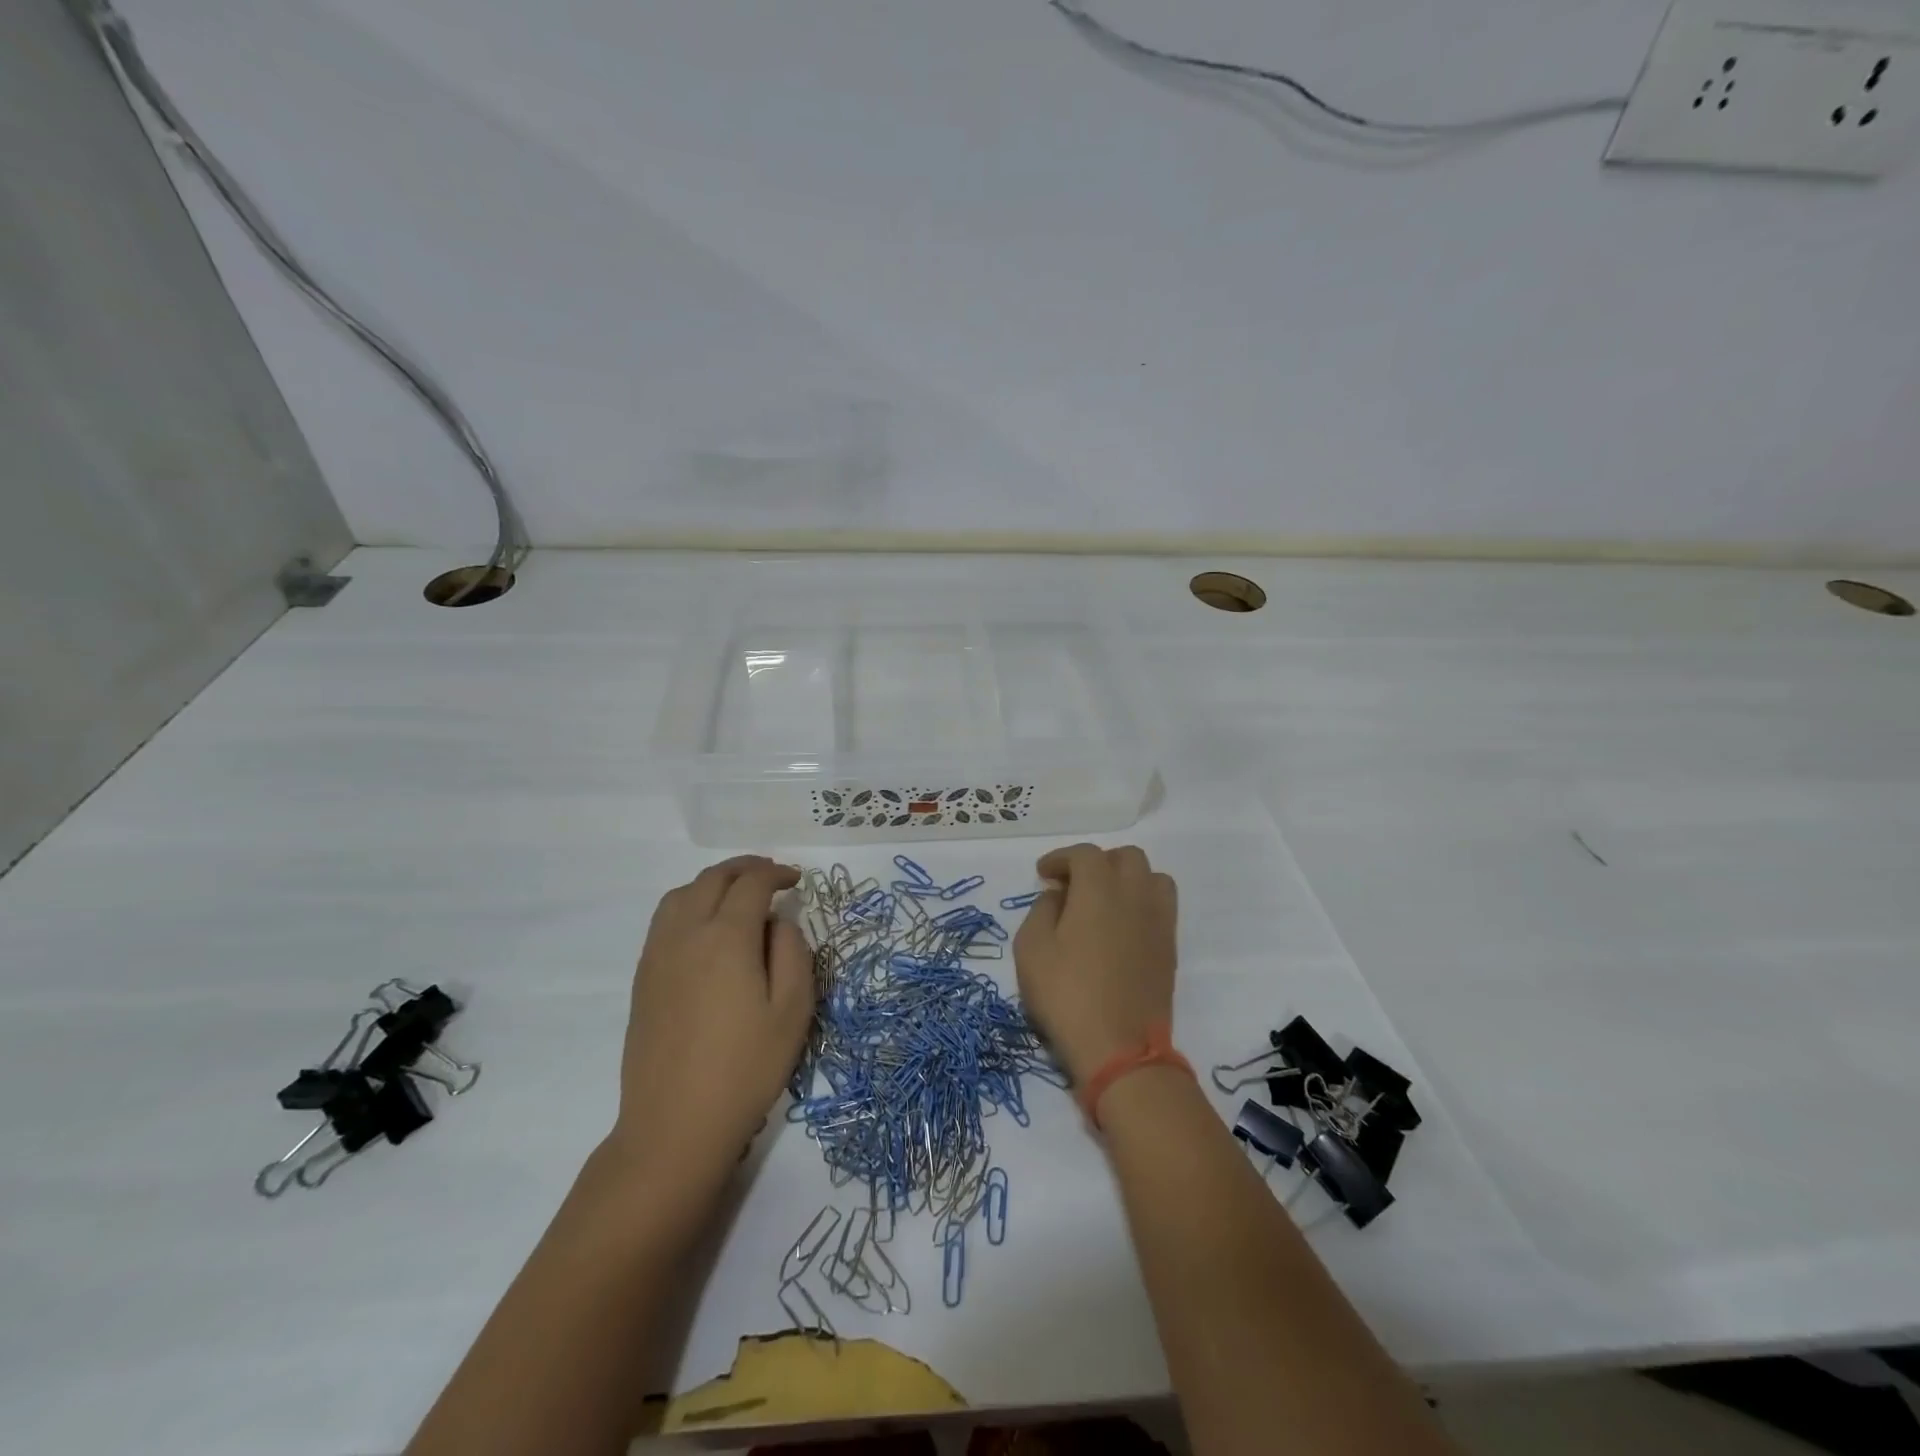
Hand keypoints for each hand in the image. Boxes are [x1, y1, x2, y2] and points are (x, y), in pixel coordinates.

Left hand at [608, 856, 813, 1181]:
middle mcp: (686, 934)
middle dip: (745, 868)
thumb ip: (792, 952)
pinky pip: (664, 919)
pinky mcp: (643, 977)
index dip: (776, 873)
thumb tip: (778, 923)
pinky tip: (706, 927)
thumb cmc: (746, 1068)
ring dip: (713, 882)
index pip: (751, 883)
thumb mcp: (793, 1010)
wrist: (675, 1124)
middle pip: (713, 879)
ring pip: (682, 893)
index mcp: (726, 938)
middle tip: (771, 876)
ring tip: (737, 894)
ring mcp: (658, 954)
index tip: (796, 880)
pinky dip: (689, 903)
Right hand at [1012, 843, 1178, 1086]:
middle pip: (1125, 857)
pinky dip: (1141, 901)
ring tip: (1103, 900)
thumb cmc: (1067, 994)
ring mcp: (1158, 920)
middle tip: (1073, 885)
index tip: (1043, 874)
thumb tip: (1059, 895)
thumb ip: (1042, 910)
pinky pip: (1161, 905)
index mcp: (1099, 888)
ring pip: (1151, 876)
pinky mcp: (1169, 946)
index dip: (1060, 858)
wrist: (1120, 1048)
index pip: (1084, 854)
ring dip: (1126, 878)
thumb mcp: (1032, 949)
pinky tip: (1121, 925)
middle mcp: (1135, 894)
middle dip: (1097, 862)